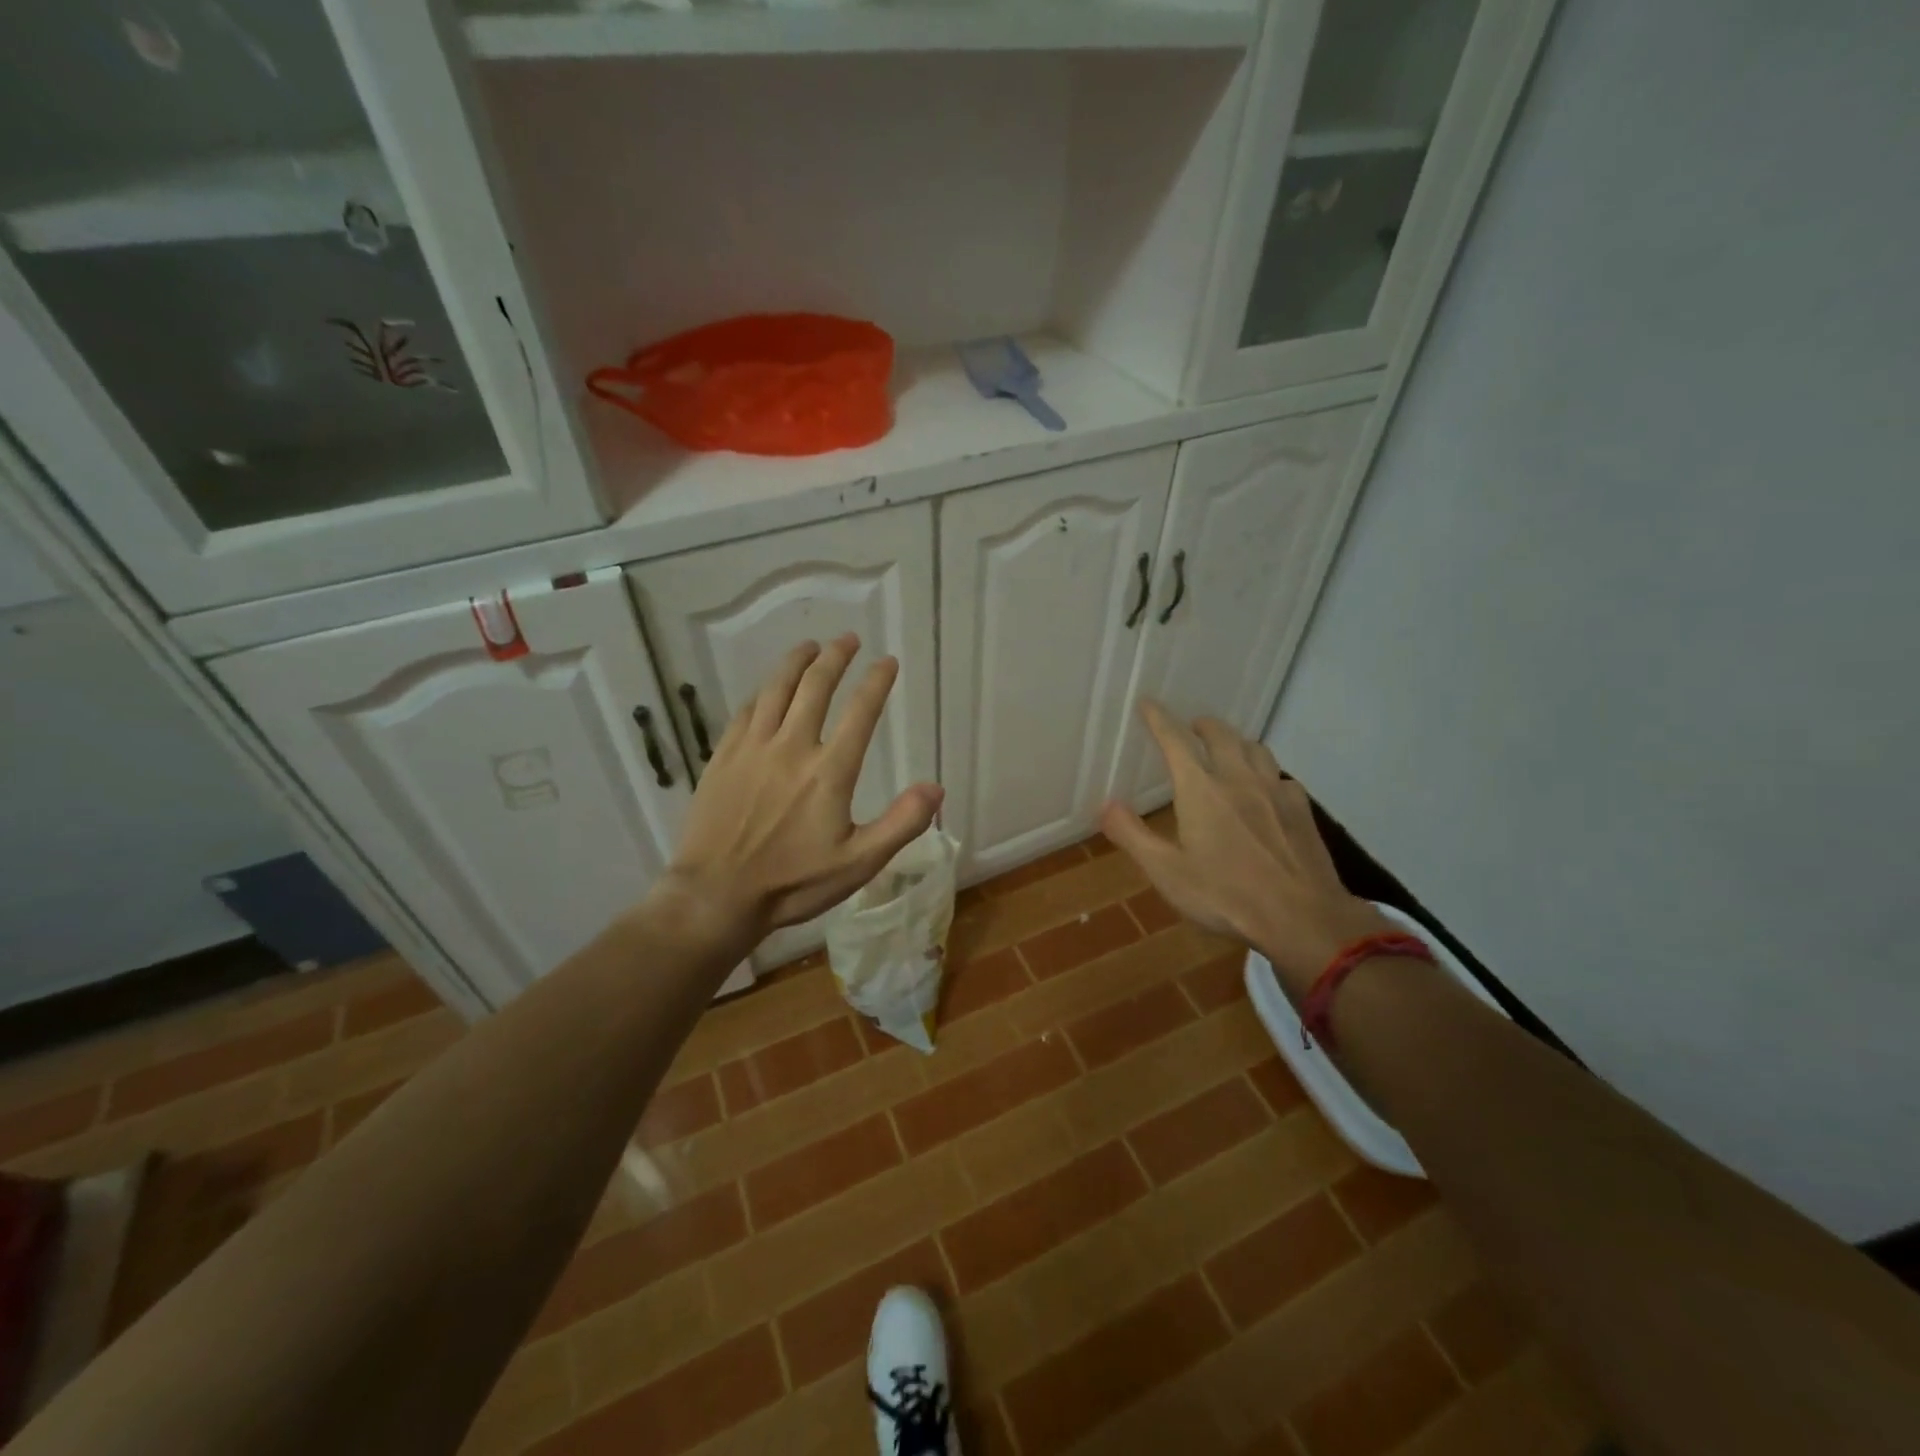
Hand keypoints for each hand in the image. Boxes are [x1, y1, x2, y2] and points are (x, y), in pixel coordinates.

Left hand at [655, 634, 943, 948]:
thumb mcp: (859, 863)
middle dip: (835, 657)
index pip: (860, 712)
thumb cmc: (792, 883)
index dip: (877, 682)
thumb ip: (900, 823)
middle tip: (848, 639)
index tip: (888, 662)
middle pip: (815, 686)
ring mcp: (752, 748)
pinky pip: (745, 711)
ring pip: (776, 689)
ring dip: (796, 662)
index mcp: (829, 771)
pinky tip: (767, 690)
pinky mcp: (723, 757)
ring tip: (810, 646)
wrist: (716, 895)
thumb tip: (936, 788)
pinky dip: (763, 692)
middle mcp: (791, 747)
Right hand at [1100, 702, 1390, 995]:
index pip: (1175, 741)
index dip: (1158, 719)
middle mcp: (1238, 779)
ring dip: (1237, 742)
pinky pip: (1281, 778)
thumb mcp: (1167, 872)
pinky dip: (1266, 773)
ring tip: (1229, 749)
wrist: (1302, 918)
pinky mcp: (1302, 811)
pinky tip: (1267, 789)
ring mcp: (1274, 792)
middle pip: (1221, 736)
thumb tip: (1104, 805)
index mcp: (1201, 790)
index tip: (1148, 703)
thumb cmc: (1225, 895)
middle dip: (1202, 725)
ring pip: (1256, 749)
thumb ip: (1132, 835)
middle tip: (1192, 726)